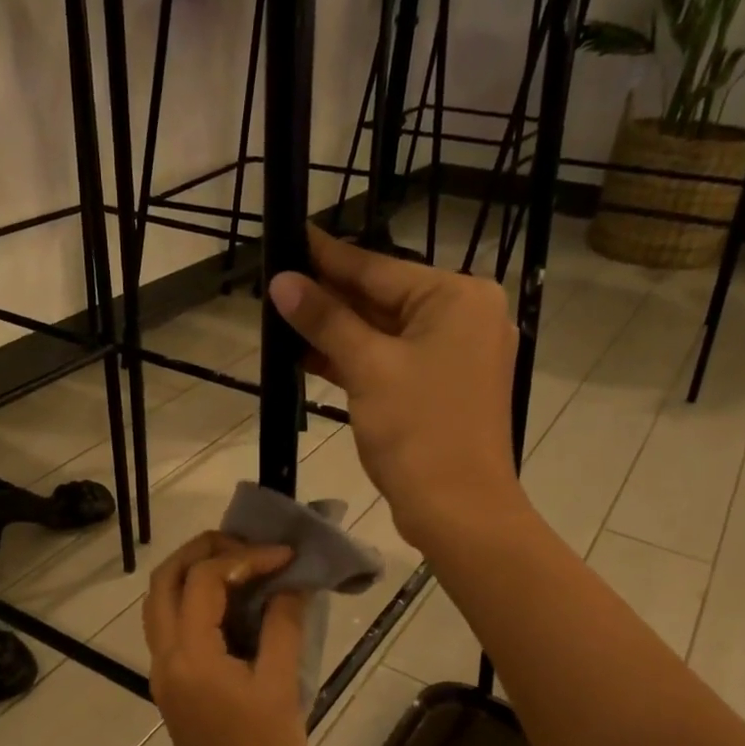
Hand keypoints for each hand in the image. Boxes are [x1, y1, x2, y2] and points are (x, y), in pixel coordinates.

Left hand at [143, 533, 307, 745]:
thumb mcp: (281, 688)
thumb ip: (282, 626)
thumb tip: (290, 584)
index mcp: (190, 655)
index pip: (205, 581)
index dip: (246, 556)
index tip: (287, 555)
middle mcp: (165, 657)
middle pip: (164, 581)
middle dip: (202, 551)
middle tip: (247, 544)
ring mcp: (163, 673)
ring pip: (161, 603)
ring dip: (193, 574)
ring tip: (240, 564)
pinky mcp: (172, 687)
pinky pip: (172, 627)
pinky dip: (194, 602)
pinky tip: (234, 603)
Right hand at [267, 226, 524, 550]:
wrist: (458, 509)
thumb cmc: (418, 431)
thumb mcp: (367, 368)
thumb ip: (325, 321)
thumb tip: (282, 282)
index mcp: (458, 298)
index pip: (379, 268)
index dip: (329, 257)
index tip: (293, 235)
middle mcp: (465, 317)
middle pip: (384, 299)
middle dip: (330, 298)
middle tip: (279, 283)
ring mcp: (458, 356)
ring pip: (387, 333)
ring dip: (338, 332)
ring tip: (284, 318)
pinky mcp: (445, 389)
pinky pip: (395, 361)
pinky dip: (358, 361)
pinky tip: (312, 357)